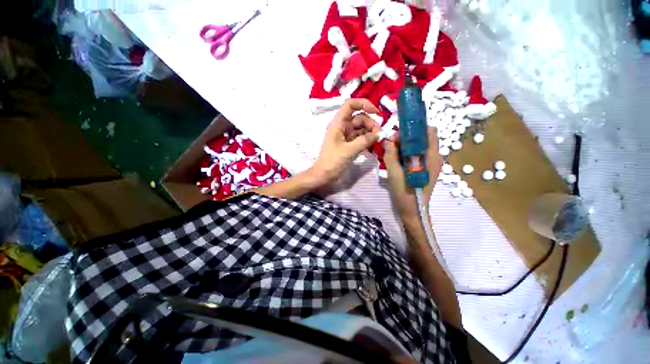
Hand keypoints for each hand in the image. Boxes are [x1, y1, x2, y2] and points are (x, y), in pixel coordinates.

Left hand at [308, 98, 380, 186]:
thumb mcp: (349, 150)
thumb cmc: (333, 162)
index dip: (364, 104)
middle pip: (359, 118)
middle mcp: (342, 127)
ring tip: (377, 141)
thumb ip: (365, 140)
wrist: (324, 176)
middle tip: (379, 135)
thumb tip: (379, 134)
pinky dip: (367, 140)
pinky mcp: (349, 144)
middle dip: (371, 124)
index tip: (377, 113)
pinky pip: (360, 138)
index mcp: (338, 124)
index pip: (350, 104)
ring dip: (370, 133)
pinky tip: (373, 146)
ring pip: (361, 128)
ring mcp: (346, 136)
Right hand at [383, 127, 442, 222]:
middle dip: (406, 138)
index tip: (398, 136)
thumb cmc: (405, 193)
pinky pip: (416, 155)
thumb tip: (387, 140)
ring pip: (418, 146)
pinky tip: (396, 161)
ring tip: (391, 153)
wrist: (413, 211)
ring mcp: (430, 163)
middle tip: (391, 145)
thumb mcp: (395, 173)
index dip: (414, 129)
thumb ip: (390, 155)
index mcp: (431, 157)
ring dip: (404, 146)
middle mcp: (434, 157)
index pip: (429, 131)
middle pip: (422, 138)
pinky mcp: (425, 169)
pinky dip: (406, 154)